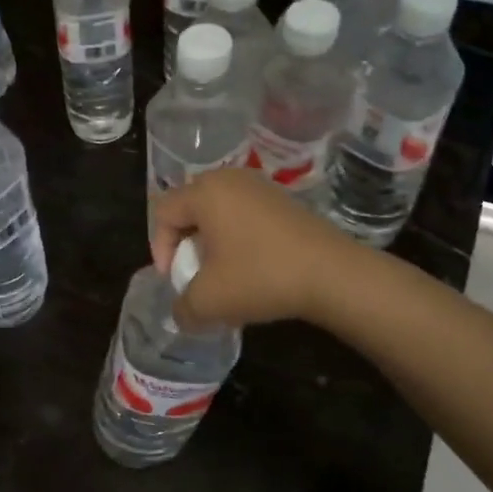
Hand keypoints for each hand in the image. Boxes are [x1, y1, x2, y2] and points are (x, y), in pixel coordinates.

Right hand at [149, 169, 358, 330]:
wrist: (333, 274)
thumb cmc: (260, 277)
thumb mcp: (208, 301)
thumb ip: (182, 307)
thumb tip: (181, 312)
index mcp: (205, 192)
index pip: (163, 212)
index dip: (159, 248)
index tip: (175, 279)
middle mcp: (230, 179)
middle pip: (189, 207)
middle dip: (185, 243)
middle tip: (194, 273)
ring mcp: (260, 187)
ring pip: (218, 212)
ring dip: (212, 242)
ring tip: (222, 274)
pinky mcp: (283, 200)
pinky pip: (244, 214)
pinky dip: (237, 238)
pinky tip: (251, 268)